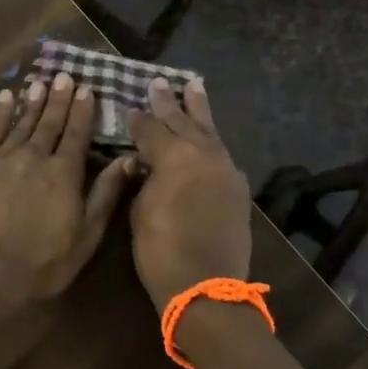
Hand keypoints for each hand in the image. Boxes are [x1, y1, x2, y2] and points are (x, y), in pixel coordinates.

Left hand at [0, 73, 134, 311]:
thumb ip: (105, 194)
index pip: (77, 134)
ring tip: (40, 82)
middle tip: (64, 76)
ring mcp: (2, 160)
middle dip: (58, 99)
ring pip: (21, 123)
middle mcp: (35, 157)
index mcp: (65, 174)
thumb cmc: (43, 264)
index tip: (87, 88)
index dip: (83, 111)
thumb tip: (128, 159)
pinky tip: (5, 98)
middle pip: (49, 123)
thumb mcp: (86, 236)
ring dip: (32, 102)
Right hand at [128, 77, 252, 310]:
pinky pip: (221, 152)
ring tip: (194, 85)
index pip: (151, 129)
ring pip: (209, 131)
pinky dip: (211, 138)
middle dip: (169, 102)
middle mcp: (203, 154)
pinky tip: (206, 132)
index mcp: (174, 157)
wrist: (207, 286)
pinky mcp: (237, 186)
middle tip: (159, 82)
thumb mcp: (139, 211)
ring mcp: (225, 169)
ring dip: (198, 109)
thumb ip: (143, 180)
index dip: (138, 120)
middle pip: (182, 121)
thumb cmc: (161, 251)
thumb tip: (145, 165)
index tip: (130, 108)